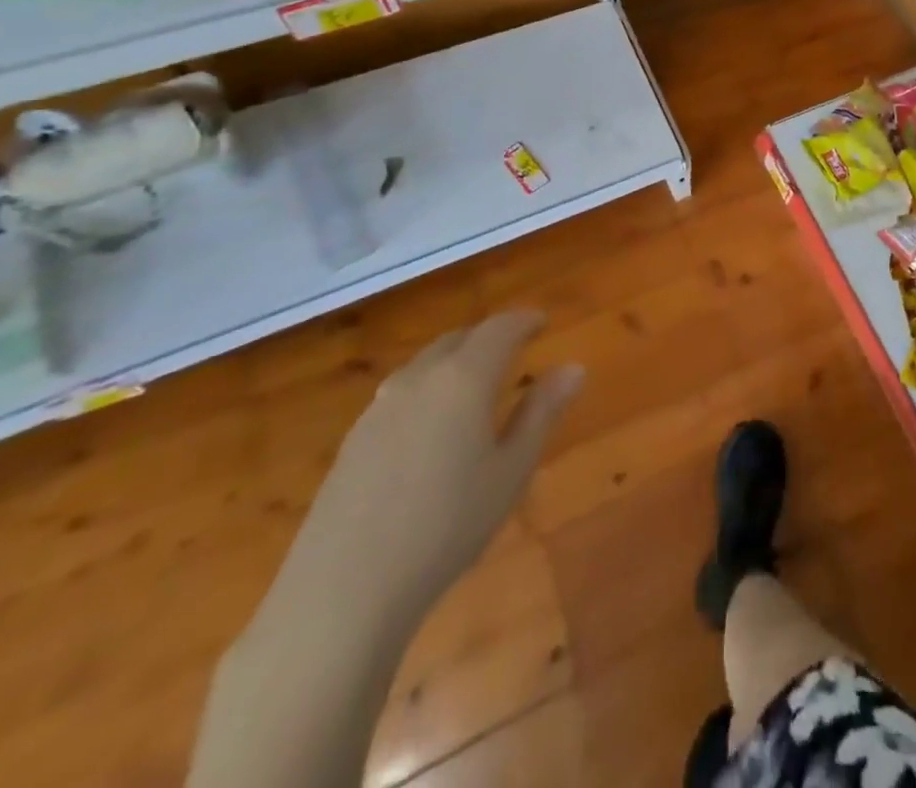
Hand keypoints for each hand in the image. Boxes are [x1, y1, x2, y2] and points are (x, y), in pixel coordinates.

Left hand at [281, 310, 582, 621]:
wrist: (341, 594)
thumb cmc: (447, 526)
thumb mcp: (511, 471)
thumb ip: (541, 412)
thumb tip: (573, 367)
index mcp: (463, 378)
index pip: (499, 328)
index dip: (524, 320)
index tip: (543, 322)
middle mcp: (418, 379)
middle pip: (457, 340)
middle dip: (488, 338)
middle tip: (514, 349)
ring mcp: (378, 410)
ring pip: (424, 366)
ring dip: (454, 362)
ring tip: (475, 384)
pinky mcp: (352, 442)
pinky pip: (400, 395)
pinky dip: (427, 390)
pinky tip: (432, 427)